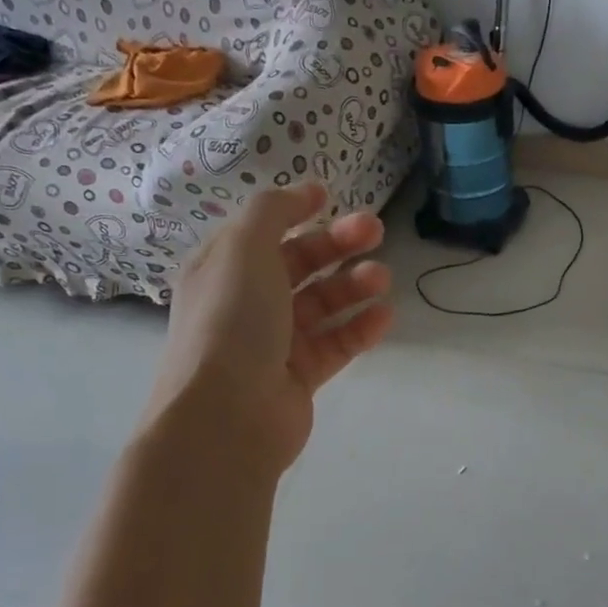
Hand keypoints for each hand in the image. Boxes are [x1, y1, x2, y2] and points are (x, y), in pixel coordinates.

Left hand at [147, 183, 391, 475]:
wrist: (226, 414)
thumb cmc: (231, 320)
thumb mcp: (244, 248)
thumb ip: (272, 211)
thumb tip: (303, 192)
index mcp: (222, 269)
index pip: (262, 232)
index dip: (295, 212)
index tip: (332, 197)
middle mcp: (245, 303)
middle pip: (298, 265)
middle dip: (337, 244)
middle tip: (376, 231)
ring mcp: (273, 343)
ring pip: (321, 305)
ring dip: (353, 286)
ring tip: (383, 277)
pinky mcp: (299, 377)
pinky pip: (335, 344)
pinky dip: (360, 328)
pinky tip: (385, 316)